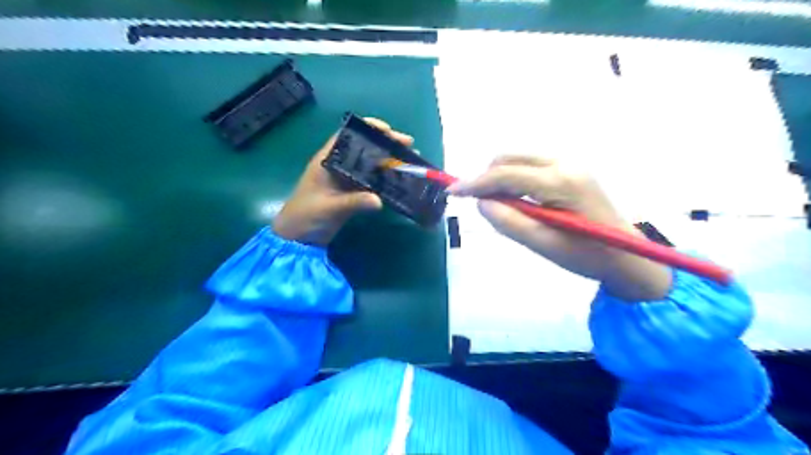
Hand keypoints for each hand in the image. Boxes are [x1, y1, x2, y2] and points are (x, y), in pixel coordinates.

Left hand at [274, 117, 414, 245]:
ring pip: (370, 164)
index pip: (347, 136)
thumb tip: (379, 200)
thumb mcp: (329, 208)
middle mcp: (339, 166)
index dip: (367, 128)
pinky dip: (385, 179)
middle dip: (386, 144)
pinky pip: (372, 181)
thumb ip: (353, 202)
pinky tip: (400, 179)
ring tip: (410, 159)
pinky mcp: (352, 193)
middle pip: (364, 148)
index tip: (388, 129)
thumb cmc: (306, 216)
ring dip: (389, 161)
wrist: (298, 239)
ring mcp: (346, 180)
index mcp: (327, 160)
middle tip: (408, 144)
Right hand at [450, 156, 671, 301]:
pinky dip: (514, 178)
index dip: (475, 183)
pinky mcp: (570, 170)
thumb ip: (509, 222)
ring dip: (500, 177)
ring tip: (499, 205)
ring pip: (519, 158)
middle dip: (487, 177)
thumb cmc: (586, 256)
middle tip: (479, 204)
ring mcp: (570, 164)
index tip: (452, 191)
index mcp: (560, 182)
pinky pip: (531, 165)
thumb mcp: (543, 245)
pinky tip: (517, 200)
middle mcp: (564, 163)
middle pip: (510, 157)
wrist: (629, 257)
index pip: (506, 174)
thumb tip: (481, 203)